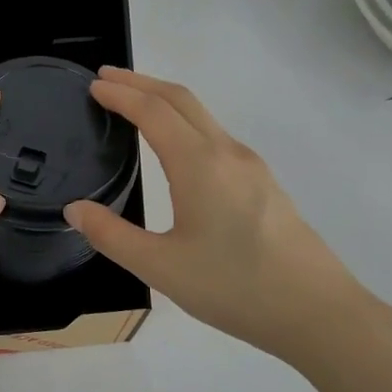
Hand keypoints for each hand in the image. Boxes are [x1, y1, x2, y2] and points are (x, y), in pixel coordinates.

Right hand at [63, 67, 374, 363]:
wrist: (316, 311)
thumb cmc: (234, 288)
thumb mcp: (160, 267)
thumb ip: (111, 235)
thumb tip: (75, 209)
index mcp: (199, 165)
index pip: (153, 111)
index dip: (121, 94)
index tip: (93, 86)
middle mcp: (227, 153)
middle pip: (182, 99)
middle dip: (142, 83)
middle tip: (106, 80)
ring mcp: (251, 167)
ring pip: (203, 116)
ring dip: (166, 102)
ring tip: (134, 106)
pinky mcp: (263, 184)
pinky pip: (216, 137)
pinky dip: (185, 124)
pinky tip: (175, 148)